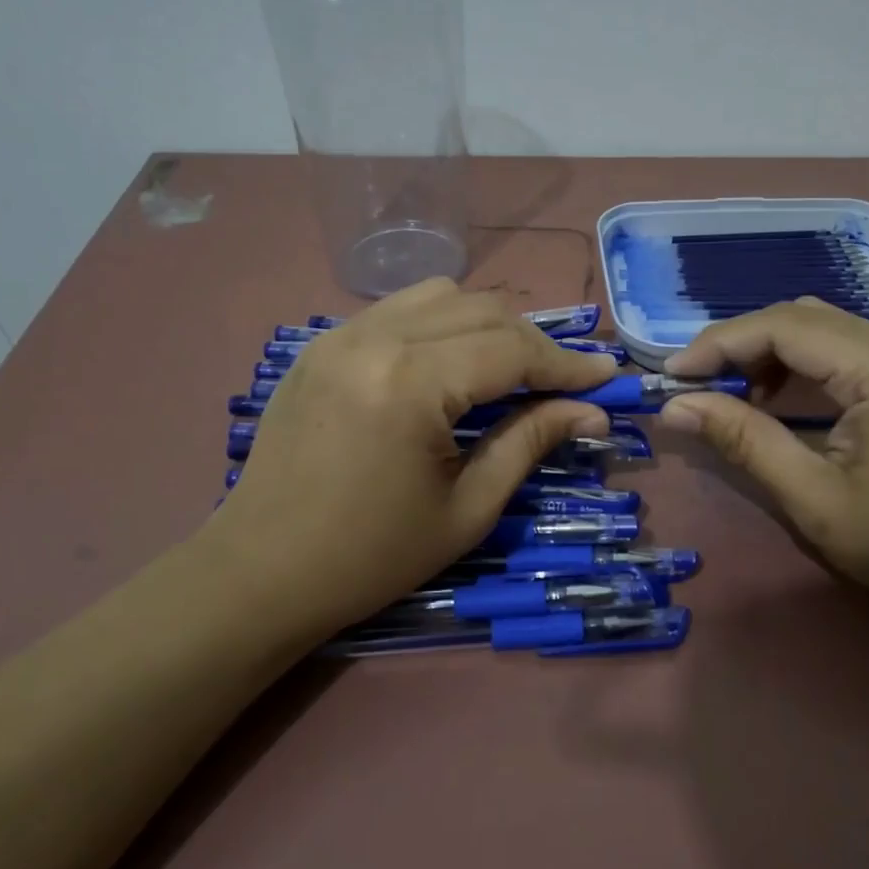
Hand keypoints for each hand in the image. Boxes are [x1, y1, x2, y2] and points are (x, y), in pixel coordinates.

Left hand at [203, 280, 618, 638]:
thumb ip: (530, 443)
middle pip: (482, 310)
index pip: (511, 349)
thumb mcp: (467, 508)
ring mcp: (340, 334)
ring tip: (509, 369)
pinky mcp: (321, 344)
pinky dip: (441, 324)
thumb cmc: (371, 556)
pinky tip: (450, 363)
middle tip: (565, 382)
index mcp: (410, 384)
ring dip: (487, 324)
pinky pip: (398, 309)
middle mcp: (375, 339)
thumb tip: (592, 411)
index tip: (607, 376)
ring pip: (441, 295)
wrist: (260, 572)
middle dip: (533, 343)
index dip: (566, 364)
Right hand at [659, 298, 868, 610]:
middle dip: (737, 346)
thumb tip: (676, 407)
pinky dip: (795, 364)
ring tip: (726, 395)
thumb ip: (746, 442)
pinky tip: (773, 397)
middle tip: (692, 387)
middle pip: (800, 318)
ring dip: (765, 353)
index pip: (785, 326)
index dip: (719, 344)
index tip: (671, 376)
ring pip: (818, 328)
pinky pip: (840, 347)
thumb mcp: (817, 501)